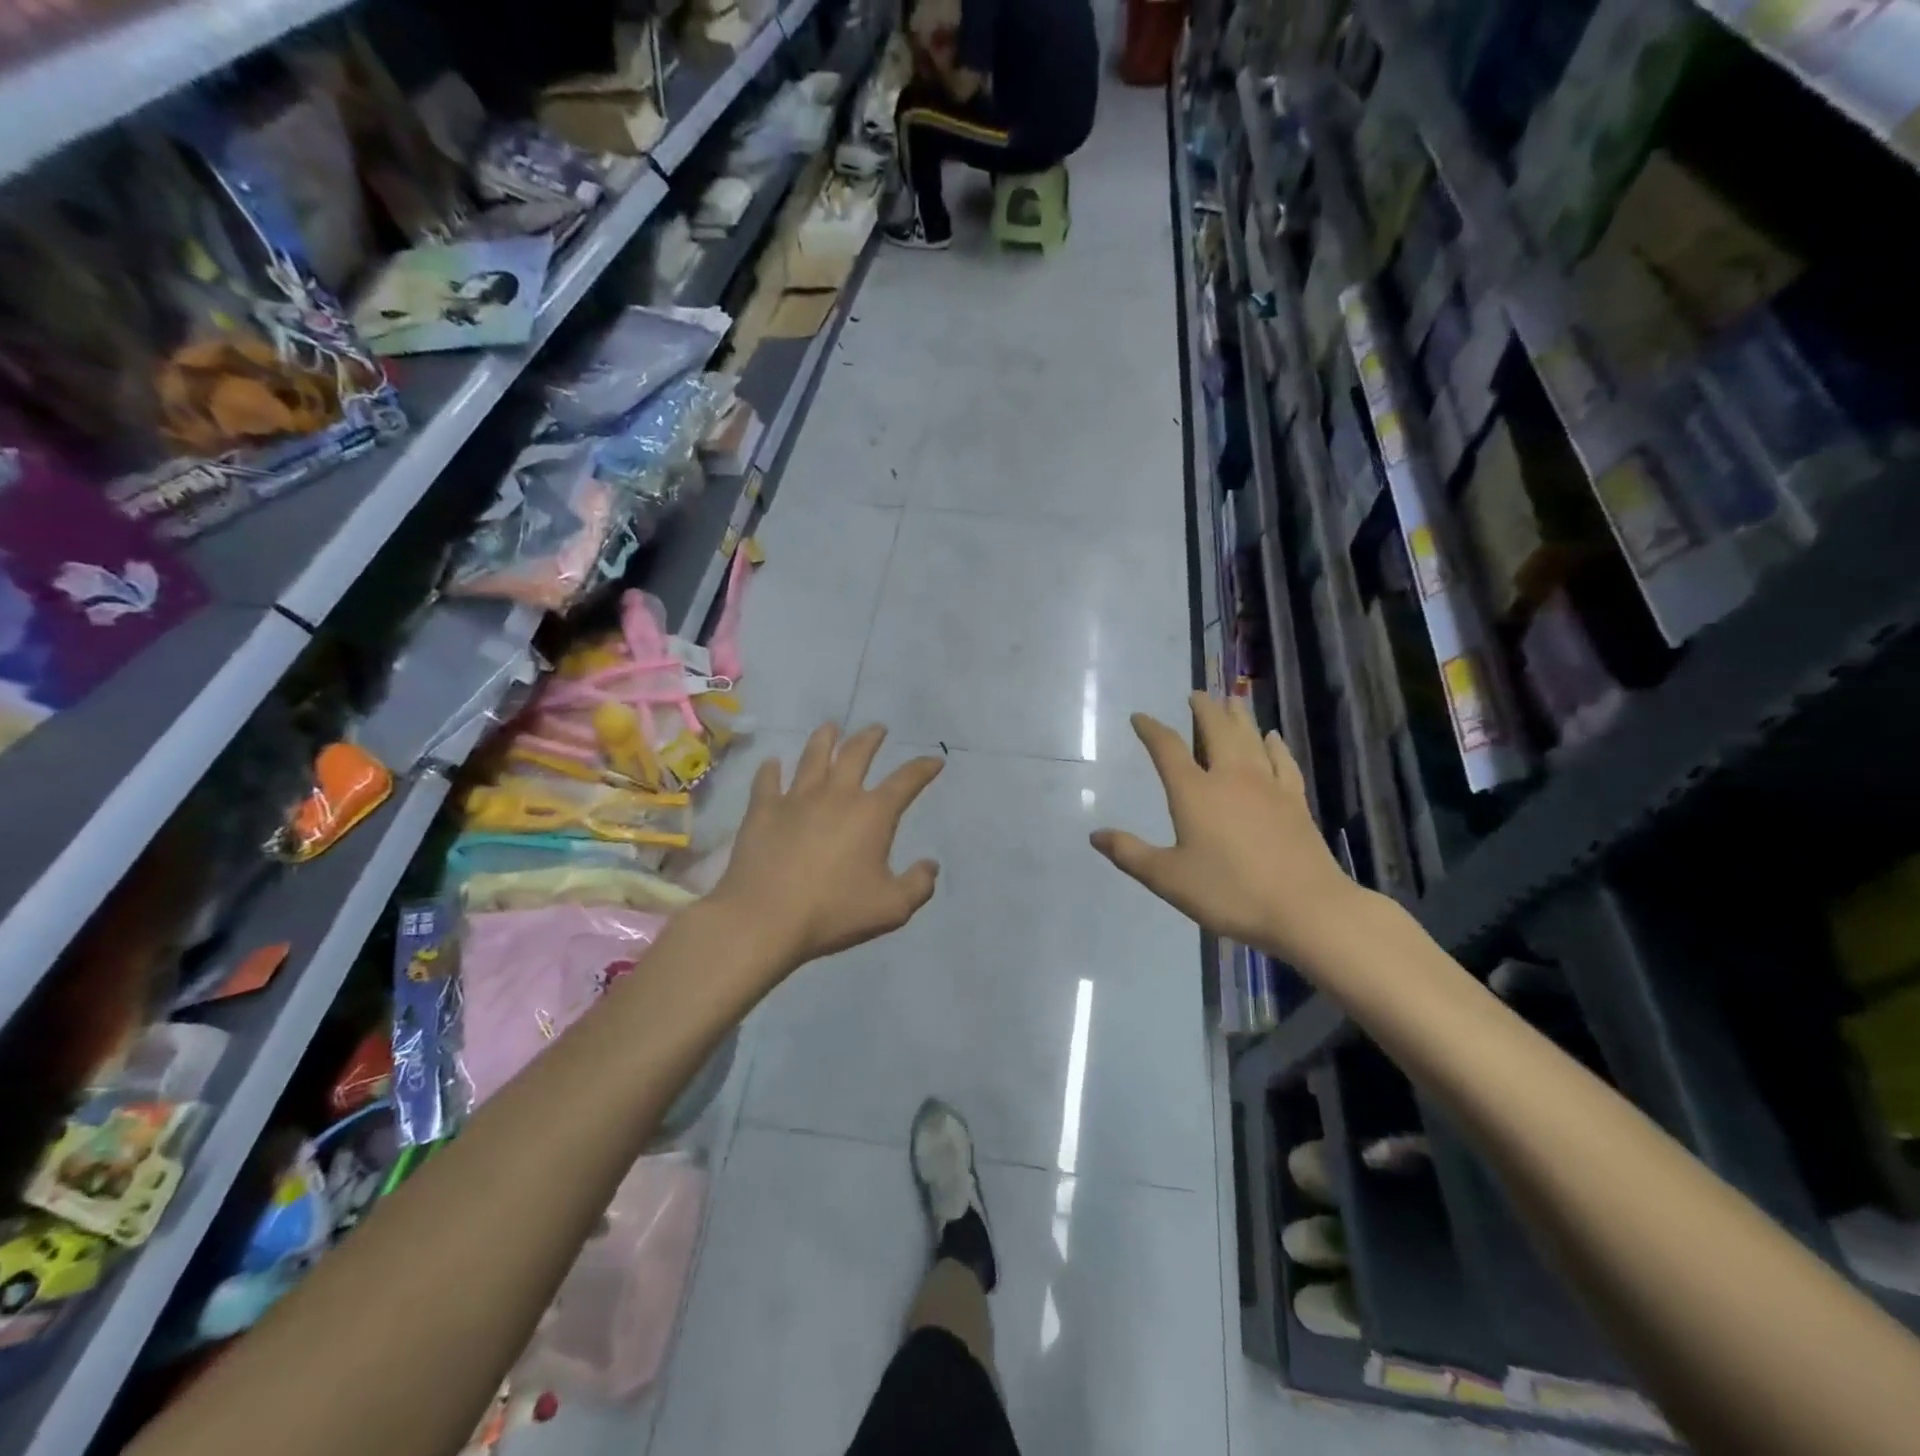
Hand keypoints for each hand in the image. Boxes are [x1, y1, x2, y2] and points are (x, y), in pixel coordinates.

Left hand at [713, 723, 943, 974]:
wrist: (764, 919)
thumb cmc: (833, 913)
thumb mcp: (891, 908)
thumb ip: (918, 885)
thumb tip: (931, 865)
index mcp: (872, 813)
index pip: (906, 780)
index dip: (923, 768)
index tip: (934, 760)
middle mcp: (836, 795)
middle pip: (856, 753)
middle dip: (871, 737)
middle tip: (878, 729)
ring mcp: (796, 799)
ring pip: (813, 756)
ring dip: (825, 738)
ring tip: (830, 727)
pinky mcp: (762, 810)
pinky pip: (767, 781)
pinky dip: (771, 769)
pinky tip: (772, 763)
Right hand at [1091, 693, 1363, 966]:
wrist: (1305, 907)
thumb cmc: (1229, 892)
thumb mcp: (1168, 878)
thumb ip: (1130, 854)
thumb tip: (1095, 835)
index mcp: (1194, 792)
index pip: (1167, 749)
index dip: (1151, 730)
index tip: (1140, 717)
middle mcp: (1230, 777)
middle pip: (1216, 730)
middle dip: (1203, 710)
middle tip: (1196, 695)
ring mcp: (1267, 785)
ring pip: (1250, 738)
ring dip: (1238, 716)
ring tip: (1232, 700)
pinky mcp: (1294, 800)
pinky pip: (1282, 761)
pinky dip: (1274, 745)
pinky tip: (1272, 738)